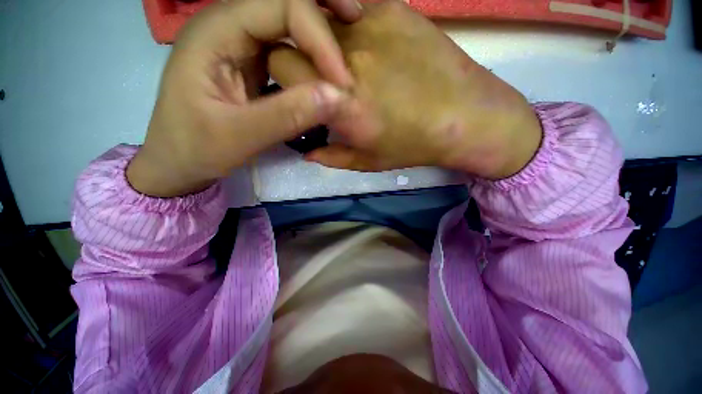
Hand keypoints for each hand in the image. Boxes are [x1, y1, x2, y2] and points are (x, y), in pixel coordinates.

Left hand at [127, 0, 362, 196]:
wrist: (179, 161)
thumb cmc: (196, 149)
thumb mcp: (239, 136)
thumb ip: (287, 116)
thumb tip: (337, 98)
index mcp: (215, 32)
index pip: (280, 6)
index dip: (318, 37)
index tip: (342, 81)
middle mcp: (229, 27)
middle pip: (284, 2)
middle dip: (323, 9)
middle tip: (357, 19)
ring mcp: (241, 45)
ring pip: (287, 23)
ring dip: (319, 29)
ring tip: (348, 39)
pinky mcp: (252, 66)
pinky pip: (287, 49)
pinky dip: (311, 54)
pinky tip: (326, 66)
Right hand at [268, 1, 541, 178]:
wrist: (465, 117)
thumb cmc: (414, 145)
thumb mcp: (368, 160)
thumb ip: (332, 157)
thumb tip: (307, 154)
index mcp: (341, 102)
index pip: (281, 65)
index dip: (283, 77)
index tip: (297, 90)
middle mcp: (349, 59)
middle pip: (293, 35)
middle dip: (295, 55)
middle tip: (316, 75)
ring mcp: (371, 26)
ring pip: (320, 18)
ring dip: (320, 39)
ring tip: (341, 60)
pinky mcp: (393, 9)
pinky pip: (352, 7)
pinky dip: (346, 23)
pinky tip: (365, 43)